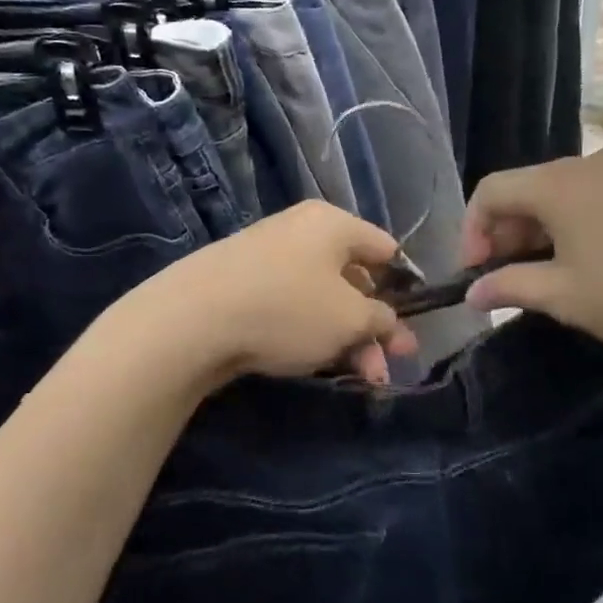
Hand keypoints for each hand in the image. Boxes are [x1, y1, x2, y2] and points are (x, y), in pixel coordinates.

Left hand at [119, 202, 419, 386]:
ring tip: (361, 378)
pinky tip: (316, 364)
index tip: (410, 326)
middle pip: (354, 279)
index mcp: (333, 224)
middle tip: (388, 367)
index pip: (385, 249)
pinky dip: (310, 334)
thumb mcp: (350, 319)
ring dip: (347, 338)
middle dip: (375, 327)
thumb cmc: (288, 308)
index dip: (405, 287)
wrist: (192, 320)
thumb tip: (392, 325)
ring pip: (323, 299)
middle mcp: (301, 231)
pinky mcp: (243, 285)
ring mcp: (268, 257)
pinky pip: (291, 306)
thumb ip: (382, 321)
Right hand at [460, 150, 602, 374]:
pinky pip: (596, 196)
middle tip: (506, 277)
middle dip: (507, 232)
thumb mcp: (563, 296)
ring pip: (563, 193)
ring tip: (546, 273)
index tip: (475, 272)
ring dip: (541, 229)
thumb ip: (509, 287)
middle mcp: (589, 163)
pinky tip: (589, 259)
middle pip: (527, 188)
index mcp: (558, 183)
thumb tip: (472, 294)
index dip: (472, 230)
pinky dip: (576, 223)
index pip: (492, 191)